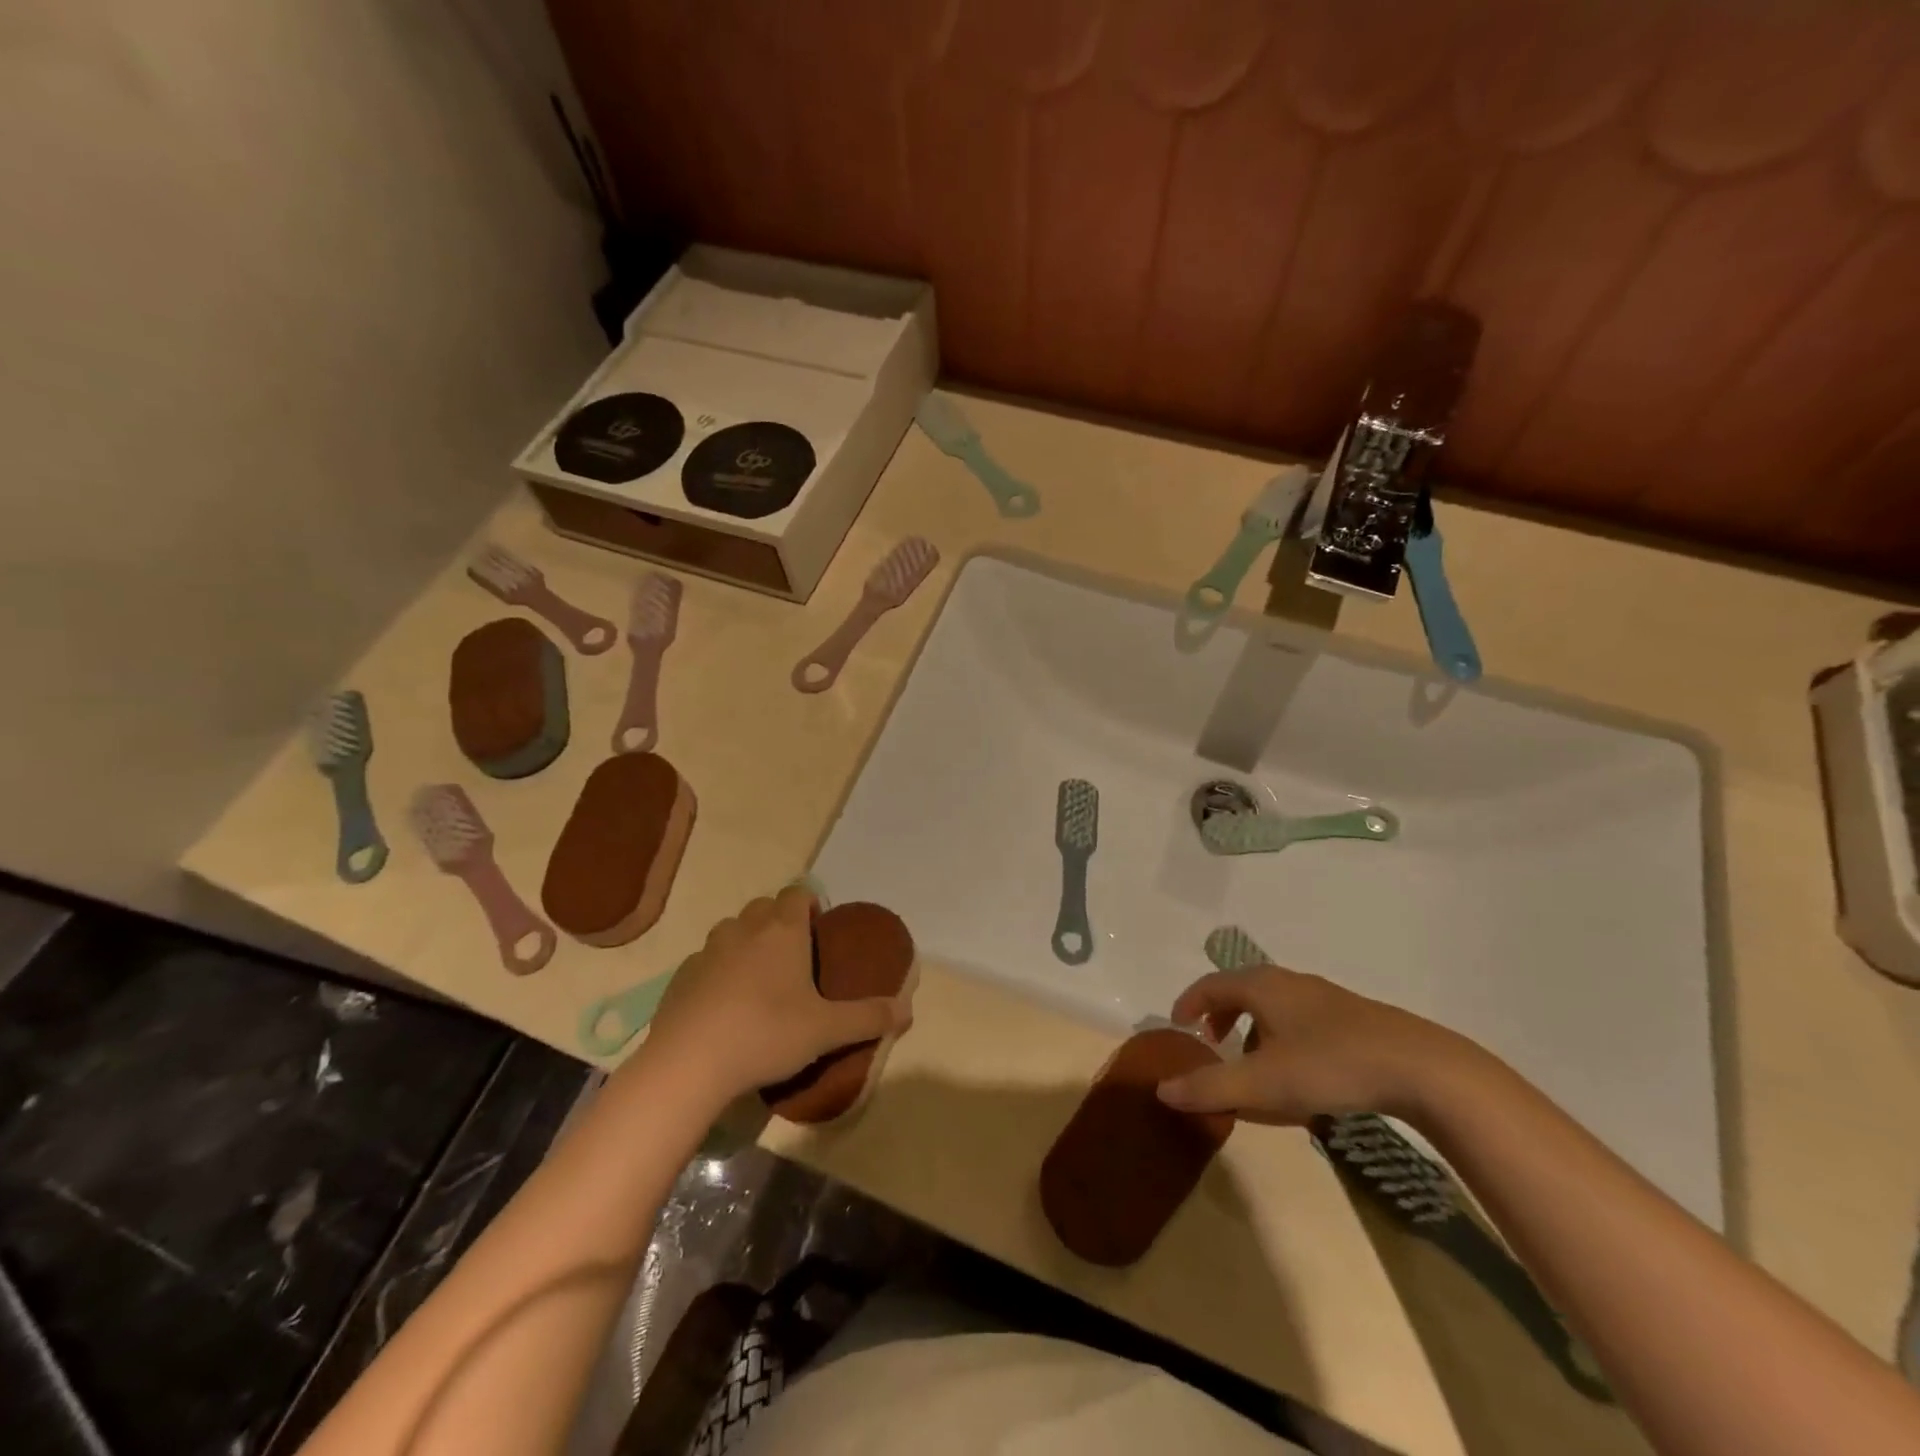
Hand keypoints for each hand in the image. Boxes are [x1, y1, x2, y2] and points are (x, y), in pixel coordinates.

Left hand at [643, 886, 910, 1102]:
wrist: (688, 1064)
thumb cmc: (766, 1034)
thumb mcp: (827, 1030)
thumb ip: (869, 1017)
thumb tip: (907, 1010)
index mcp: (782, 930)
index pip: (797, 893)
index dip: (810, 904)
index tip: (819, 929)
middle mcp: (744, 929)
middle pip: (764, 907)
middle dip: (779, 922)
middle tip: (795, 958)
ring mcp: (708, 951)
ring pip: (732, 931)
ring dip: (747, 943)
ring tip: (760, 981)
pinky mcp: (681, 977)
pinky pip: (706, 962)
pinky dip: (718, 972)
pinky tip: (725, 1007)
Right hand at [1155, 965, 1466, 1124]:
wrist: (1421, 1068)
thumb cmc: (1329, 1065)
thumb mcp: (1262, 1083)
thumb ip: (1210, 1087)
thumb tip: (1162, 1090)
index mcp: (1261, 986)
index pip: (1211, 984)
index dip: (1189, 1002)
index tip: (1178, 1025)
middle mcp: (1289, 982)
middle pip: (1242, 990)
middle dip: (1222, 1016)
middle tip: (1213, 1045)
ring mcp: (1325, 998)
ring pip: (1275, 1006)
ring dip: (1255, 1030)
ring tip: (1256, 1066)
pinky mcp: (1354, 1019)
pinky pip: (1302, 1021)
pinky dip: (1285, 1039)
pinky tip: (1301, 1076)